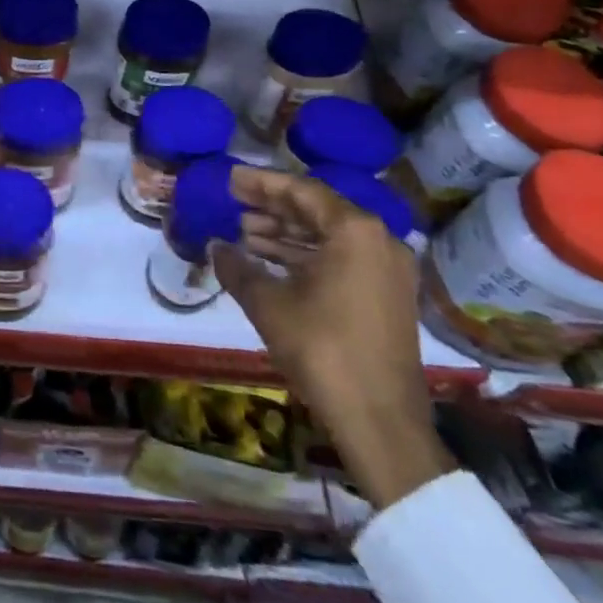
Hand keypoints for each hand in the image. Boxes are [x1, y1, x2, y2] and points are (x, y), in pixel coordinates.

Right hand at [213, 165, 451, 510]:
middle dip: (272, 207)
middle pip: (317, 210)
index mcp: (354, 230)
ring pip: (329, 236)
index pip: (301, 190)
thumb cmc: (323, 350)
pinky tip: (271, 262)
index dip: (261, 183)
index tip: (231, 178)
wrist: (382, 424)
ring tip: (245, 233)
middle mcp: (378, 240)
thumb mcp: (269, 304)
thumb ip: (238, 267)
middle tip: (234, 202)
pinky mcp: (388, 296)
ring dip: (287, 233)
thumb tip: (215, 246)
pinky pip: (342, 259)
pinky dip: (307, 256)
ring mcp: (388, 270)